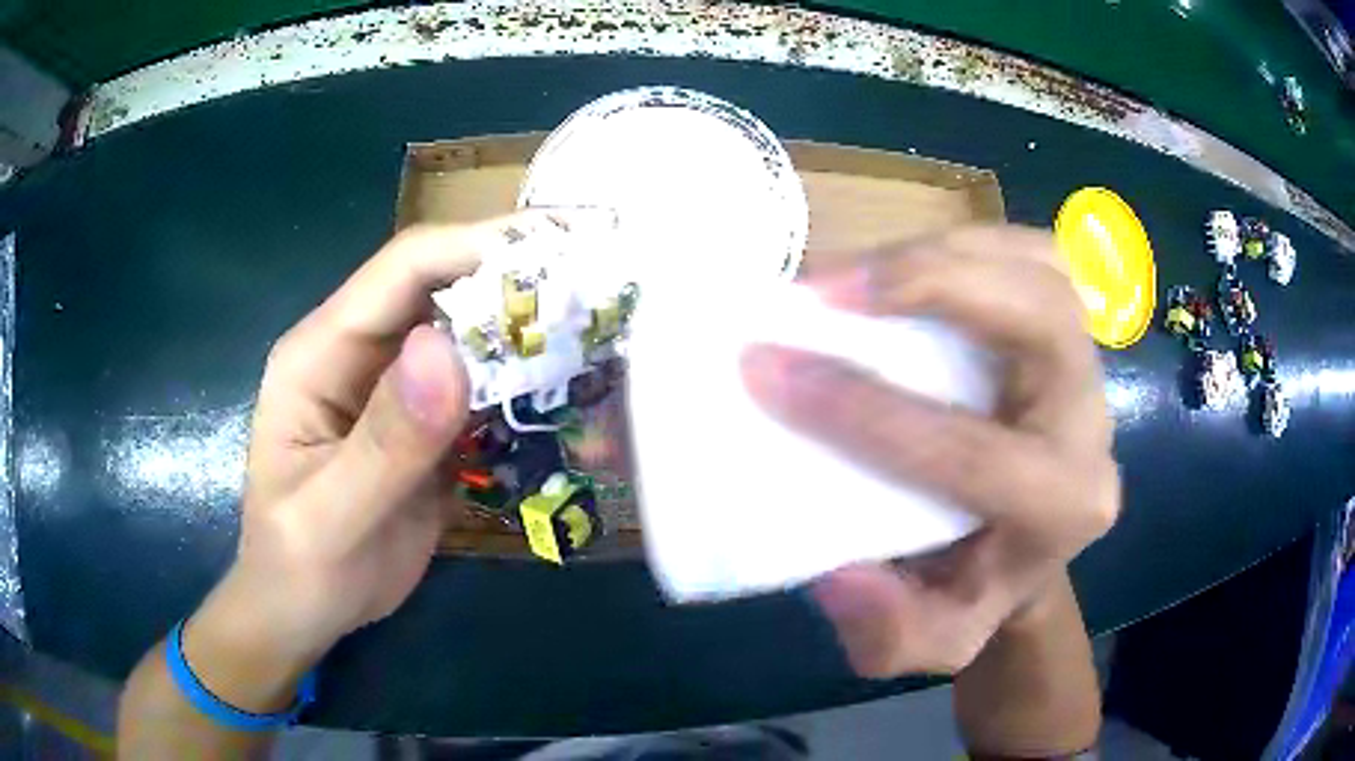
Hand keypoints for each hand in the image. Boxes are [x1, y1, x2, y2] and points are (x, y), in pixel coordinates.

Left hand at [202, 211, 588, 665]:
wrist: (304, 611)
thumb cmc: (298, 566)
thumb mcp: (330, 515)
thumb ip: (385, 441)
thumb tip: (446, 351)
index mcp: (321, 351)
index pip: (403, 268)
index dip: (478, 247)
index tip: (559, 249)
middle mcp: (361, 352)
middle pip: (444, 288)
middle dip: (518, 278)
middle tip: (600, 279)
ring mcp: (396, 388)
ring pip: (469, 335)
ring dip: (529, 329)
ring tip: (602, 324)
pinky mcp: (426, 425)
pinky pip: (481, 389)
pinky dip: (525, 385)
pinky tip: (572, 389)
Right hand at [743, 225, 1119, 677]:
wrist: (1021, 551)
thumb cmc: (969, 591)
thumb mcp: (927, 644)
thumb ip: (887, 631)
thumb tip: (840, 572)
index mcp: (1063, 509)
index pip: (972, 453)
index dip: (866, 410)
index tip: (766, 371)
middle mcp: (1090, 427)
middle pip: (1041, 323)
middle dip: (933, 288)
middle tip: (828, 289)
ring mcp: (1087, 367)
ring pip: (1039, 273)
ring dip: (944, 253)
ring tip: (853, 269)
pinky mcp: (1070, 331)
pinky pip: (1037, 258)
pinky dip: (973, 242)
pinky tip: (913, 256)